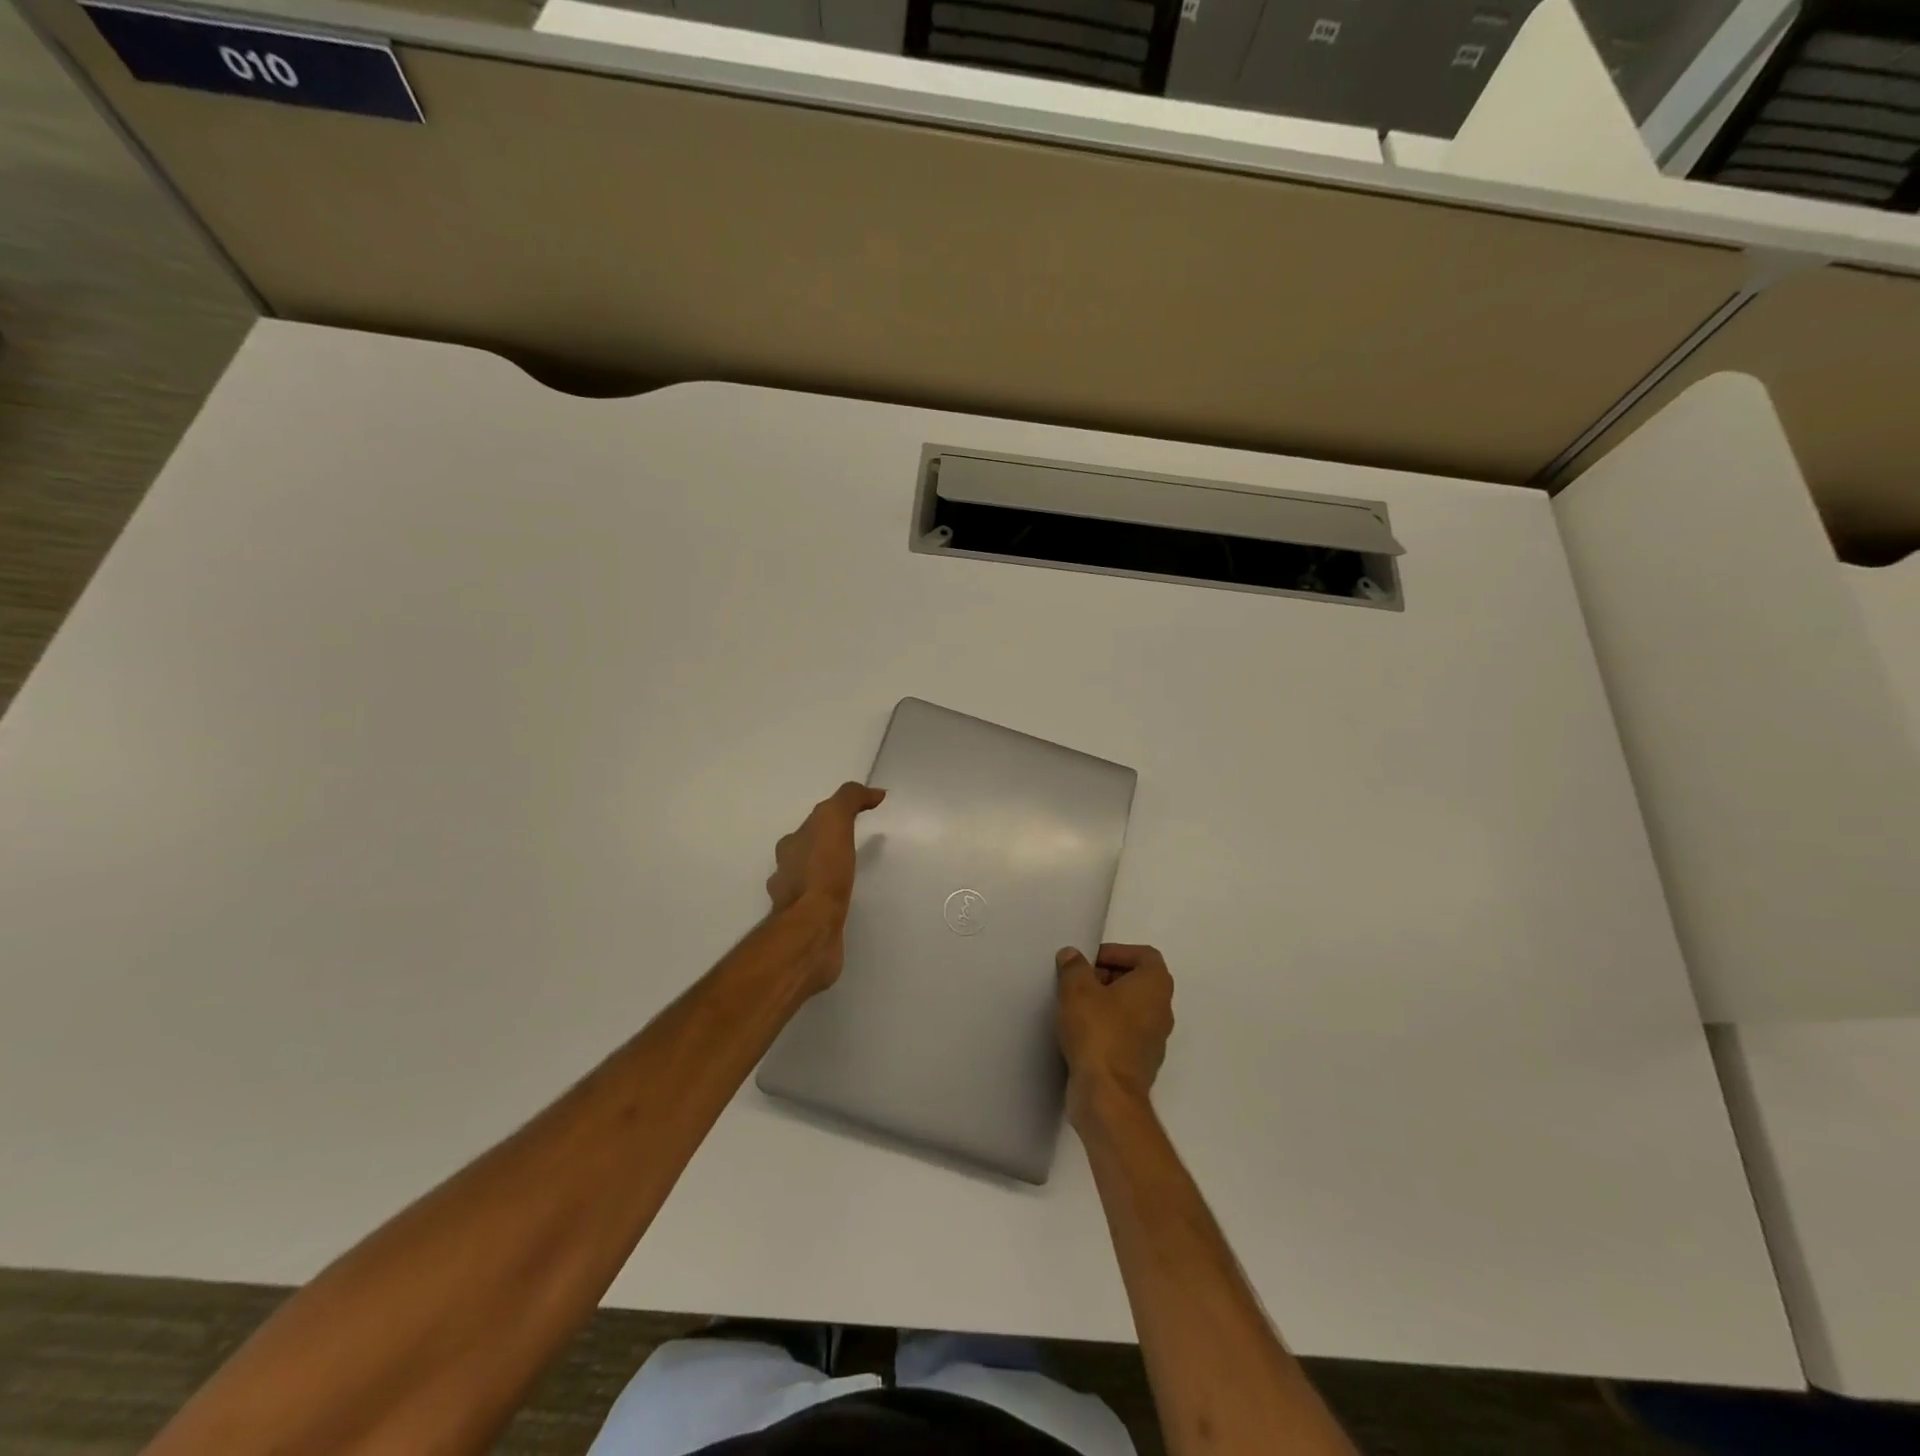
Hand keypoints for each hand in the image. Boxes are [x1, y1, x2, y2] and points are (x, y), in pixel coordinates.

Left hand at [766, 782, 884, 989]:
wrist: (812, 927)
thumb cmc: (822, 871)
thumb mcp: (834, 821)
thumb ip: (849, 800)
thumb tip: (873, 792)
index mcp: (791, 846)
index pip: (811, 825)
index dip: (832, 819)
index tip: (857, 819)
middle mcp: (786, 872)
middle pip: (806, 852)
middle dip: (824, 848)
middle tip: (852, 847)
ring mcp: (793, 902)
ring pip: (809, 881)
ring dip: (824, 876)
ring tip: (849, 877)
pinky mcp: (806, 925)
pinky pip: (818, 906)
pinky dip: (828, 901)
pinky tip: (842, 905)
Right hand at [1056, 943, 1174, 1125]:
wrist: (1107, 1096)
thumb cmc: (1097, 1032)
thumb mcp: (1077, 990)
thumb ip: (1074, 967)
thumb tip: (1072, 956)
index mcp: (1155, 986)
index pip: (1145, 955)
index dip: (1117, 952)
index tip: (1090, 961)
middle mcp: (1162, 1010)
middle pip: (1138, 981)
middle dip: (1107, 975)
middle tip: (1078, 981)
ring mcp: (1154, 1039)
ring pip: (1131, 1008)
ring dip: (1105, 1002)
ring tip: (1075, 1006)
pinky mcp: (1141, 1062)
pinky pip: (1125, 1033)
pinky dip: (1107, 1027)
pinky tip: (1080, 1033)